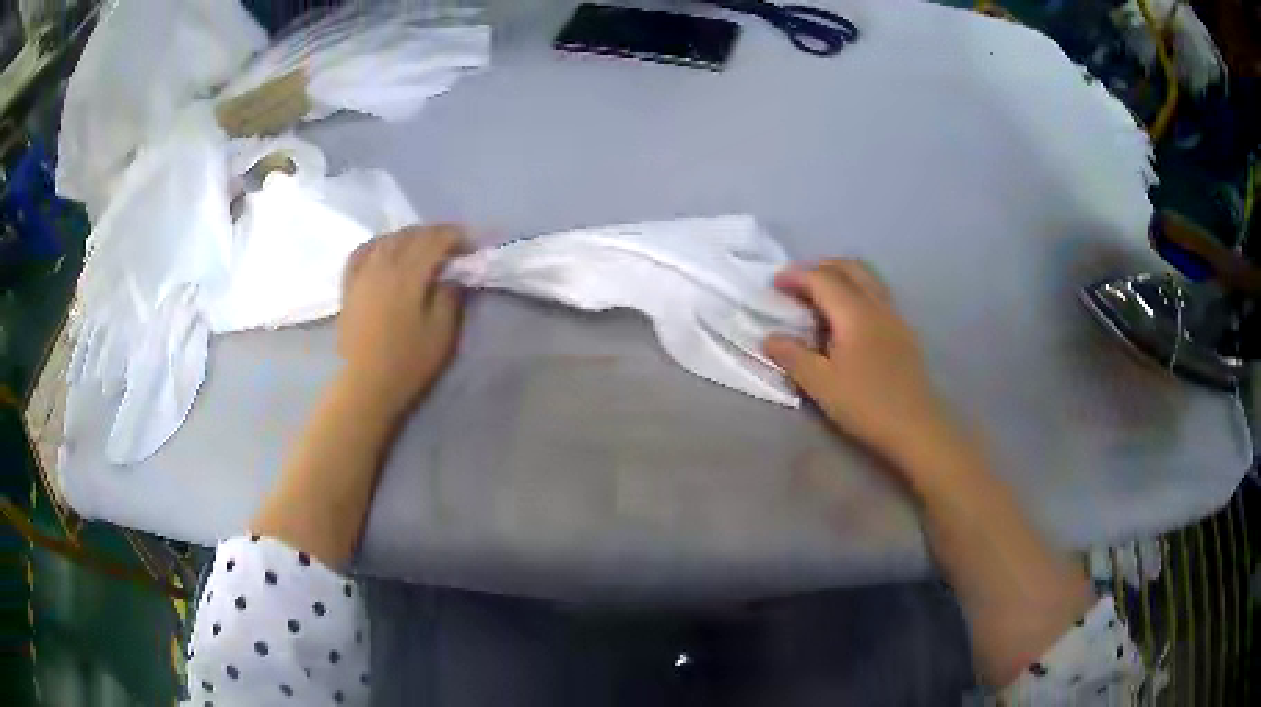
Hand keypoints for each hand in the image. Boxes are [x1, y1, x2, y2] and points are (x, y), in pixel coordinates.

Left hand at [338, 225, 466, 414]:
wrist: (365, 384)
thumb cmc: (407, 362)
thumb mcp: (441, 333)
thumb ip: (450, 297)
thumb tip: (451, 275)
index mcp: (408, 274)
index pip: (435, 239)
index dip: (456, 236)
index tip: (472, 247)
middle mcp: (383, 264)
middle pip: (411, 234)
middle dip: (435, 234)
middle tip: (453, 248)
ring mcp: (362, 272)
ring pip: (388, 239)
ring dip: (409, 237)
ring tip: (422, 248)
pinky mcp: (349, 284)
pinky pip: (363, 251)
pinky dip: (378, 244)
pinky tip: (385, 250)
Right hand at [764, 259, 955, 461]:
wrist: (916, 427)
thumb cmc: (866, 405)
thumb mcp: (821, 385)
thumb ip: (793, 356)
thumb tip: (769, 337)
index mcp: (855, 312)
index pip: (822, 278)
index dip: (795, 276)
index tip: (773, 284)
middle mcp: (876, 304)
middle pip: (848, 267)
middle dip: (819, 267)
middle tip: (796, 284)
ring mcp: (894, 316)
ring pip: (866, 278)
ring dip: (840, 276)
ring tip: (819, 297)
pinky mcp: (903, 331)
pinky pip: (876, 294)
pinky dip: (855, 291)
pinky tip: (847, 319)